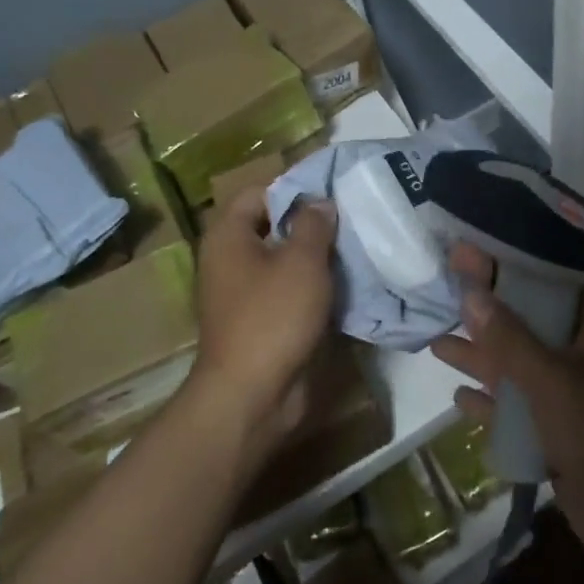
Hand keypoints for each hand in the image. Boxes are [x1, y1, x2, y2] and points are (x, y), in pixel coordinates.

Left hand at [191, 188, 337, 454]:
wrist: (251, 396)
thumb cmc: (272, 317)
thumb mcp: (301, 261)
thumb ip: (314, 224)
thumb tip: (320, 202)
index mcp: (229, 236)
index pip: (259, 192)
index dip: (294, 187)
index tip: (332, 192)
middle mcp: (230, 259)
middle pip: (273, 225)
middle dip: (311, 222)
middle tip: (351, 218)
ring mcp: (244, 292)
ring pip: (284, 259)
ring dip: (316, 256)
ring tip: (355, 247)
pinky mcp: (260, 320)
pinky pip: (288, 290)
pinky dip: (312, 285)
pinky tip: (345, 282)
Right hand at [431, 244, 583, 582]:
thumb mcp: (551, 380)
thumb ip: (508, 338)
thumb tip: (470, 293)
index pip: (547, 282)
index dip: (506, 267)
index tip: (465, 256)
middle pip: (528, 321)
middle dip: (486, 313)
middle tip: (443, 294)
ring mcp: (573, 392)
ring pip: (520, 365)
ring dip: (482, 357)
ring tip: (436, 344)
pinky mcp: (561, 428)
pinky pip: (521, 405)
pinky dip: (493, 400)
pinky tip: (460, 398)